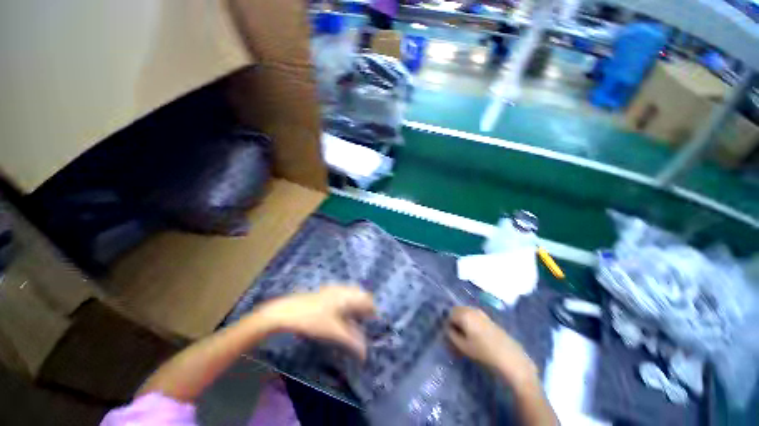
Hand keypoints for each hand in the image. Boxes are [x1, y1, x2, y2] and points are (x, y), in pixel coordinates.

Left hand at [256, 285, 375, 360]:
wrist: (287, 311)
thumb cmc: (313, 320)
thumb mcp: (334, 333)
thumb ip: (351, 341)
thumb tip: (365, 353)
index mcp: (347, 296)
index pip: (368, 300)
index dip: (373, 311)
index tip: (373, 325)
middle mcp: (343, 289)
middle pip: (361, 295)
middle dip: (364, 308)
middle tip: (364, 323)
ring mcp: (333, 289)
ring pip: (351, 295)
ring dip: (355, 306)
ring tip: (353, 321)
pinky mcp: (325, 293)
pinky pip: (342, 296)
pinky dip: (346, 305)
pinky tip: (340, 315)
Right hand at [446, 306, 536, 384]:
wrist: (510, 358)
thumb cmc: (483, 352)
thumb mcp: (463, 346)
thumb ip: (451, 335)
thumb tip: (448, 328)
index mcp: (464, 314)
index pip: (449, 314)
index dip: (448, 325)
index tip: (451, 336)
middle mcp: (471, 309)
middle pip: (457, 310)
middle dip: (455, 320)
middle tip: (457, 336)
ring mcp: (481, 312)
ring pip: (465, 312)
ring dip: (462, 320)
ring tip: (466, 336)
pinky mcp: (488, 317)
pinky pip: (473, 315)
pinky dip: (470, 321)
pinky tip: (475, 335)